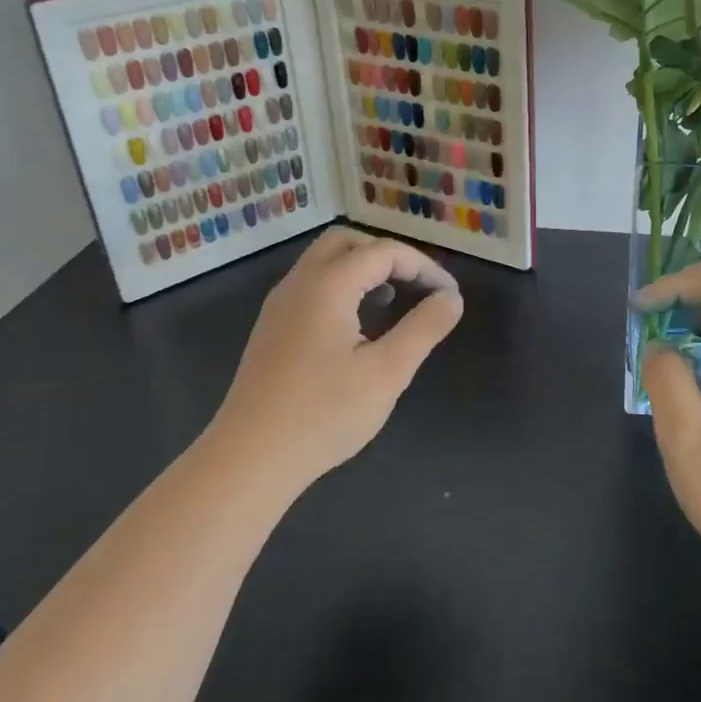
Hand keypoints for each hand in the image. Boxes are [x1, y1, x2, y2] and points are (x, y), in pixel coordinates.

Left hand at [211, 227, 462, 492]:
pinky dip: (342, 287)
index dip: (423, 267)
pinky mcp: (272, 329)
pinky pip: (312, 286)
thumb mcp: (387, 372)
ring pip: (325, 262)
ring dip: (363, 269)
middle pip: (347, 242)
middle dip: (388, 255)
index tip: (449, 295)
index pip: (384, 252)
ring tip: (394, 299)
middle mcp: (299, 283)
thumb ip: (424, 328)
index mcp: (328, 285)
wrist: (249, 459)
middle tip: (417, 285)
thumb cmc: (323, 414)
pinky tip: (358, 325)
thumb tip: (451, 297)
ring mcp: (279, 306)